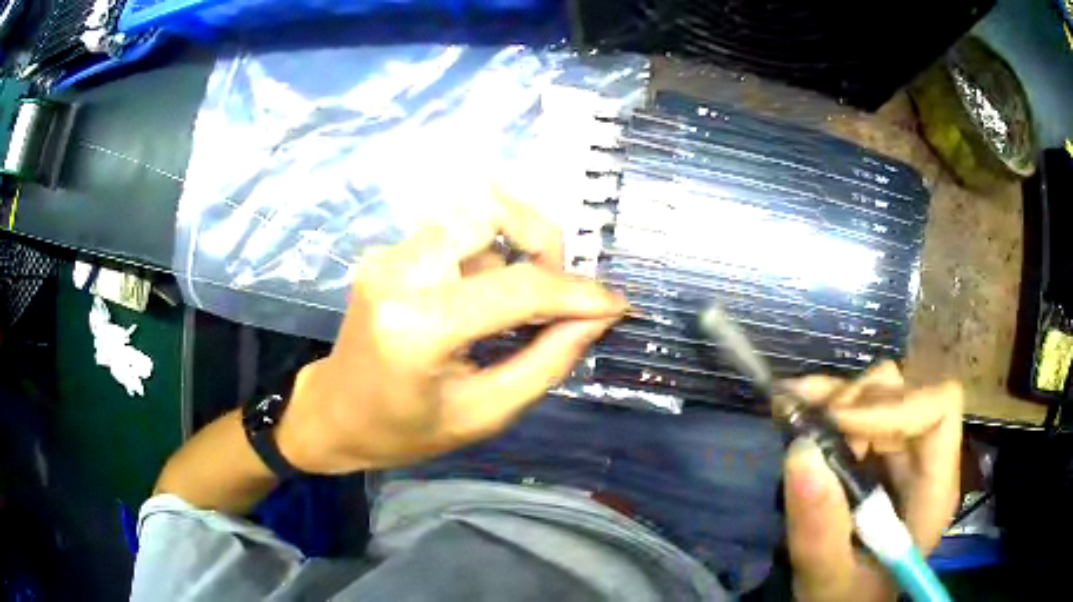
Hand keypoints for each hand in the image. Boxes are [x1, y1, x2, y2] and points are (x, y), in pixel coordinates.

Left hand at [275, 193, 627, 473]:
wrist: (334, 414)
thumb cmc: (405, 430)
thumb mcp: (485, 413)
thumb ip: (547, 361)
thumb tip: (597, 318)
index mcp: (418, 326)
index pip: (516, 288)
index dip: (576, 293)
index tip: (615, 304)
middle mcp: (399, 273)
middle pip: (488, 207)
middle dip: (539, 237)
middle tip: (555, 285)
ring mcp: (388, 255)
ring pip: (473, 214)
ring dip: (511, 248)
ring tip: (513, 304)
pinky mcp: (387, 253)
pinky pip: (453, 232)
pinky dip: (485, 255)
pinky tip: (481, 300)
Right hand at [783, 362, 962, 601]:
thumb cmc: (846, 599)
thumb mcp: (828, 578)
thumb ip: (820, 529)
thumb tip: (801, 450)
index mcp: (934, 489)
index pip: (939, 409)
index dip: (894, 405)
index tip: (840, 428)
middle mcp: (924, 458)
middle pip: (906, 393)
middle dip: (855, 404)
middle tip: (808, 431)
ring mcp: (901, 450)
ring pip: (880, 389)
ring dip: (836, 398)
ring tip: (794, 414)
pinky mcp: (878, 450)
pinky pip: (857, 405)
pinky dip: (825, 399)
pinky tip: (795, 403)